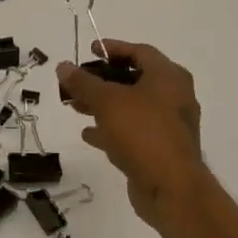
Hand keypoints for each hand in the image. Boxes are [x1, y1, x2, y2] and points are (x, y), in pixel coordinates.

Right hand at [56, 40, 211, 231]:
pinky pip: (133, 131)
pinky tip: (89, 134)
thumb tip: (63, 66)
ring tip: (75, 107)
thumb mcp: (107, 101)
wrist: (171, 188)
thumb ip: (83, 82)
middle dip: (102, 80)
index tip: (89, 51)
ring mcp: (169, 125)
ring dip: (103, 105)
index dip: (113, 48)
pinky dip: (112, 128)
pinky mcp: (161, 149)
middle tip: (76, 82)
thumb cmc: (142, 133)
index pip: (139, 52)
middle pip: (133, 79)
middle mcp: (174, 97)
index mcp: (168, 77)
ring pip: (131, 107)